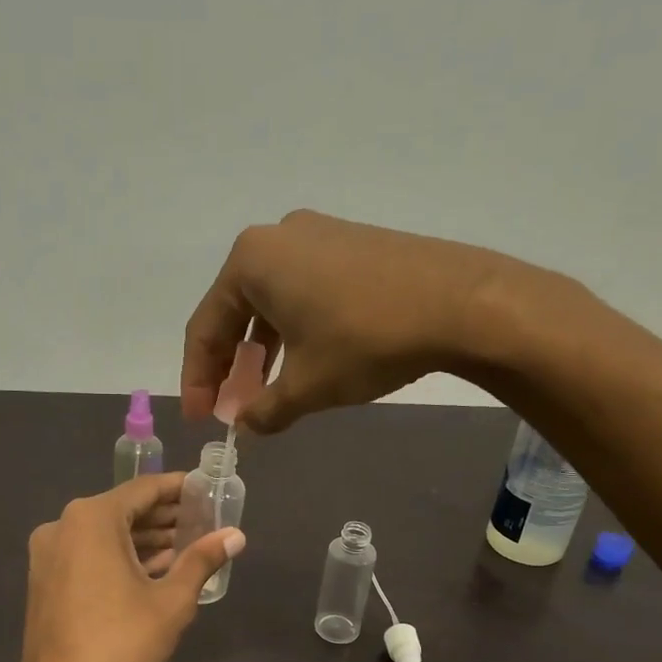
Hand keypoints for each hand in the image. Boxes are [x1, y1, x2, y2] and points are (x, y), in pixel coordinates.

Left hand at [8, 473, 243, 661]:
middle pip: (123, 510)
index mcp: (91, 519)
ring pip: (105, 534)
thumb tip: (236, 535)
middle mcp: (63, 526)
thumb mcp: (172, 600)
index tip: (206, 488)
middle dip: (164, 516)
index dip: (178, 488)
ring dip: (143, 539)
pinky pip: (88, 555)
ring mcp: (49, 554)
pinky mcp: (45, 580)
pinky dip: (120, 557)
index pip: (143, 489)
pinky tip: (153, 571)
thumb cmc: (121, 643)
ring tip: (187, 546)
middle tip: (203, 520)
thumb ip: (202, 560)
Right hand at [182, 209, 543, 433]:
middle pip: (234, 310)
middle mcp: (276, 237)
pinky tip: (303, 358)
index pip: (205, 328)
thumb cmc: (366, 341)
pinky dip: (292, 328)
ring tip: (263, 388)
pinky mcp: (350, 243)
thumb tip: (246, 427)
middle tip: (229, 406)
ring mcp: (317, 235)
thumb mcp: (307, 386)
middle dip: (229, 364)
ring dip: (260, 349)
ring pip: (270, 301)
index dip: (199, 380)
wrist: (461, 302)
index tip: (201, 421)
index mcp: (251, 262)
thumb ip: (265, 409)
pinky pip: (302, 290)